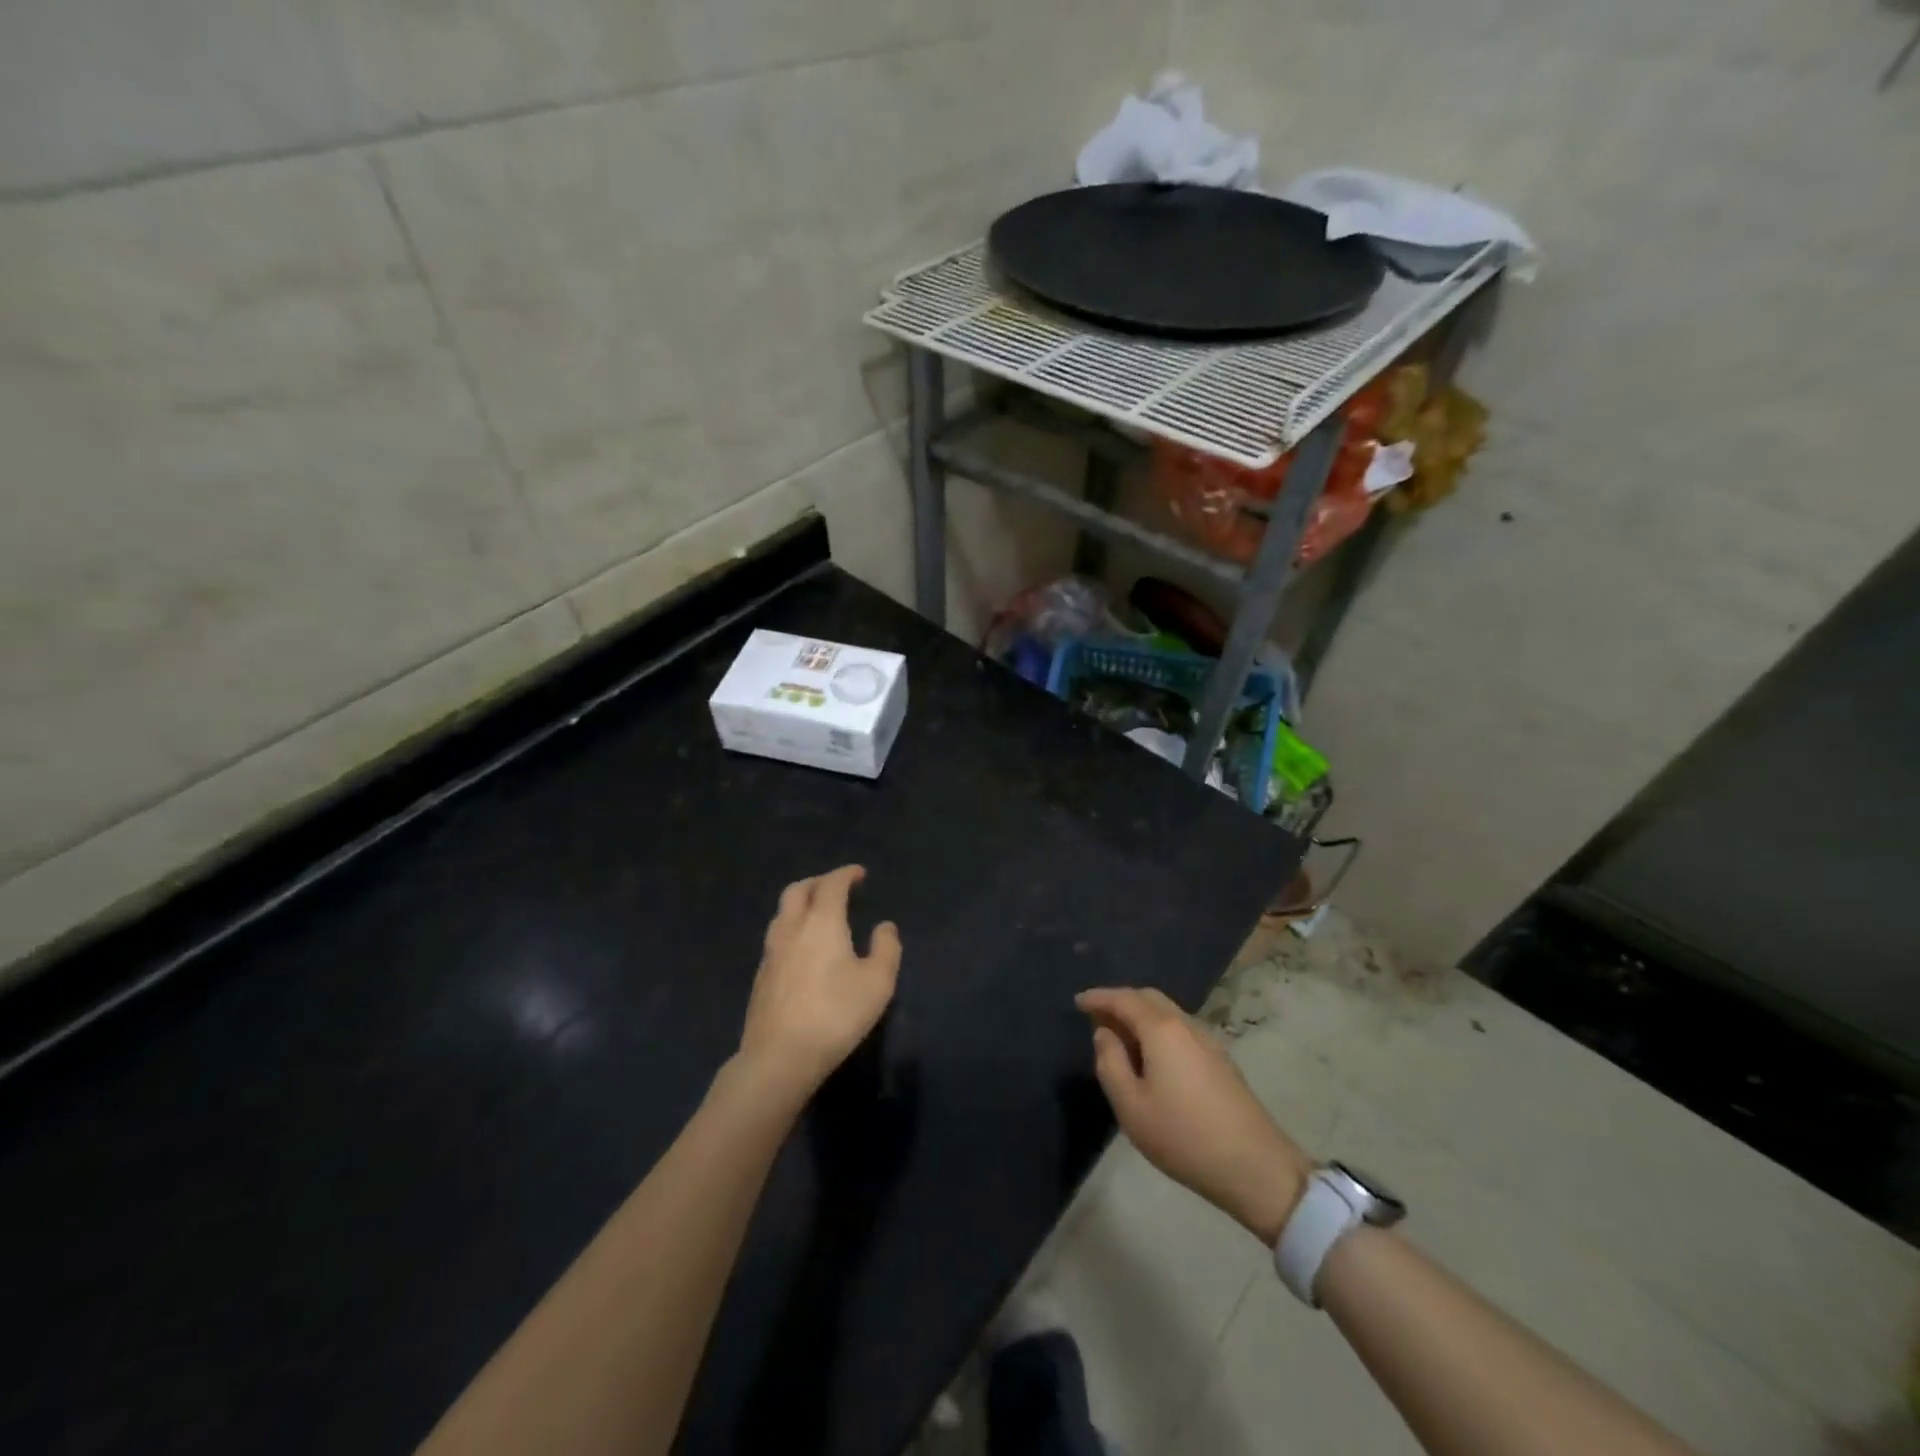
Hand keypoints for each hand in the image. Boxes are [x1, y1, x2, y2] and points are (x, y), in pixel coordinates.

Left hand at [737, 866, 901, 1100]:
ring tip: (817, 914)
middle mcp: (791, 929)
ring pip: (782, 913)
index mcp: (821, 922)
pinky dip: (791, 929)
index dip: (845, 874)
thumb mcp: (878, 983)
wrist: (780, 1057)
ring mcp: (771, 953)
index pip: (831, 885)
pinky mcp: (760, 977)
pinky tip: (802, 949)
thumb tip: (884, 926)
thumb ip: (886, 948)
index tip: (859, 874)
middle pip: (797, 890)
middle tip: (836, 888)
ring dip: (800, 904)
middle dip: (817, 882)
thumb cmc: (836, 1014)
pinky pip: (776, 937)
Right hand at [1077, 986, 1312, 1245]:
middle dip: (1120, 1001)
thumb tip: (1104, 1034)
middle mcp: (1185, 1025)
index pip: (1124, 999)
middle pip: (1148, 997)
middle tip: (1097, 1018)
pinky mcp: (1220, 1059)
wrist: (1254, 1166)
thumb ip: (1110, 1063)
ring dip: (1140, 1016)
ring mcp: (1207, 1040)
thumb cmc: (1183, 1136)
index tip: (1078, 1002)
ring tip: (1120, 1038)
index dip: (1099, 997)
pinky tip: (1151, 1056)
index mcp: (1161, 1029)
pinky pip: (1180, 1029)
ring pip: (1167, 1012)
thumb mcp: (1130, 1106)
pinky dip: (1157, 1029)